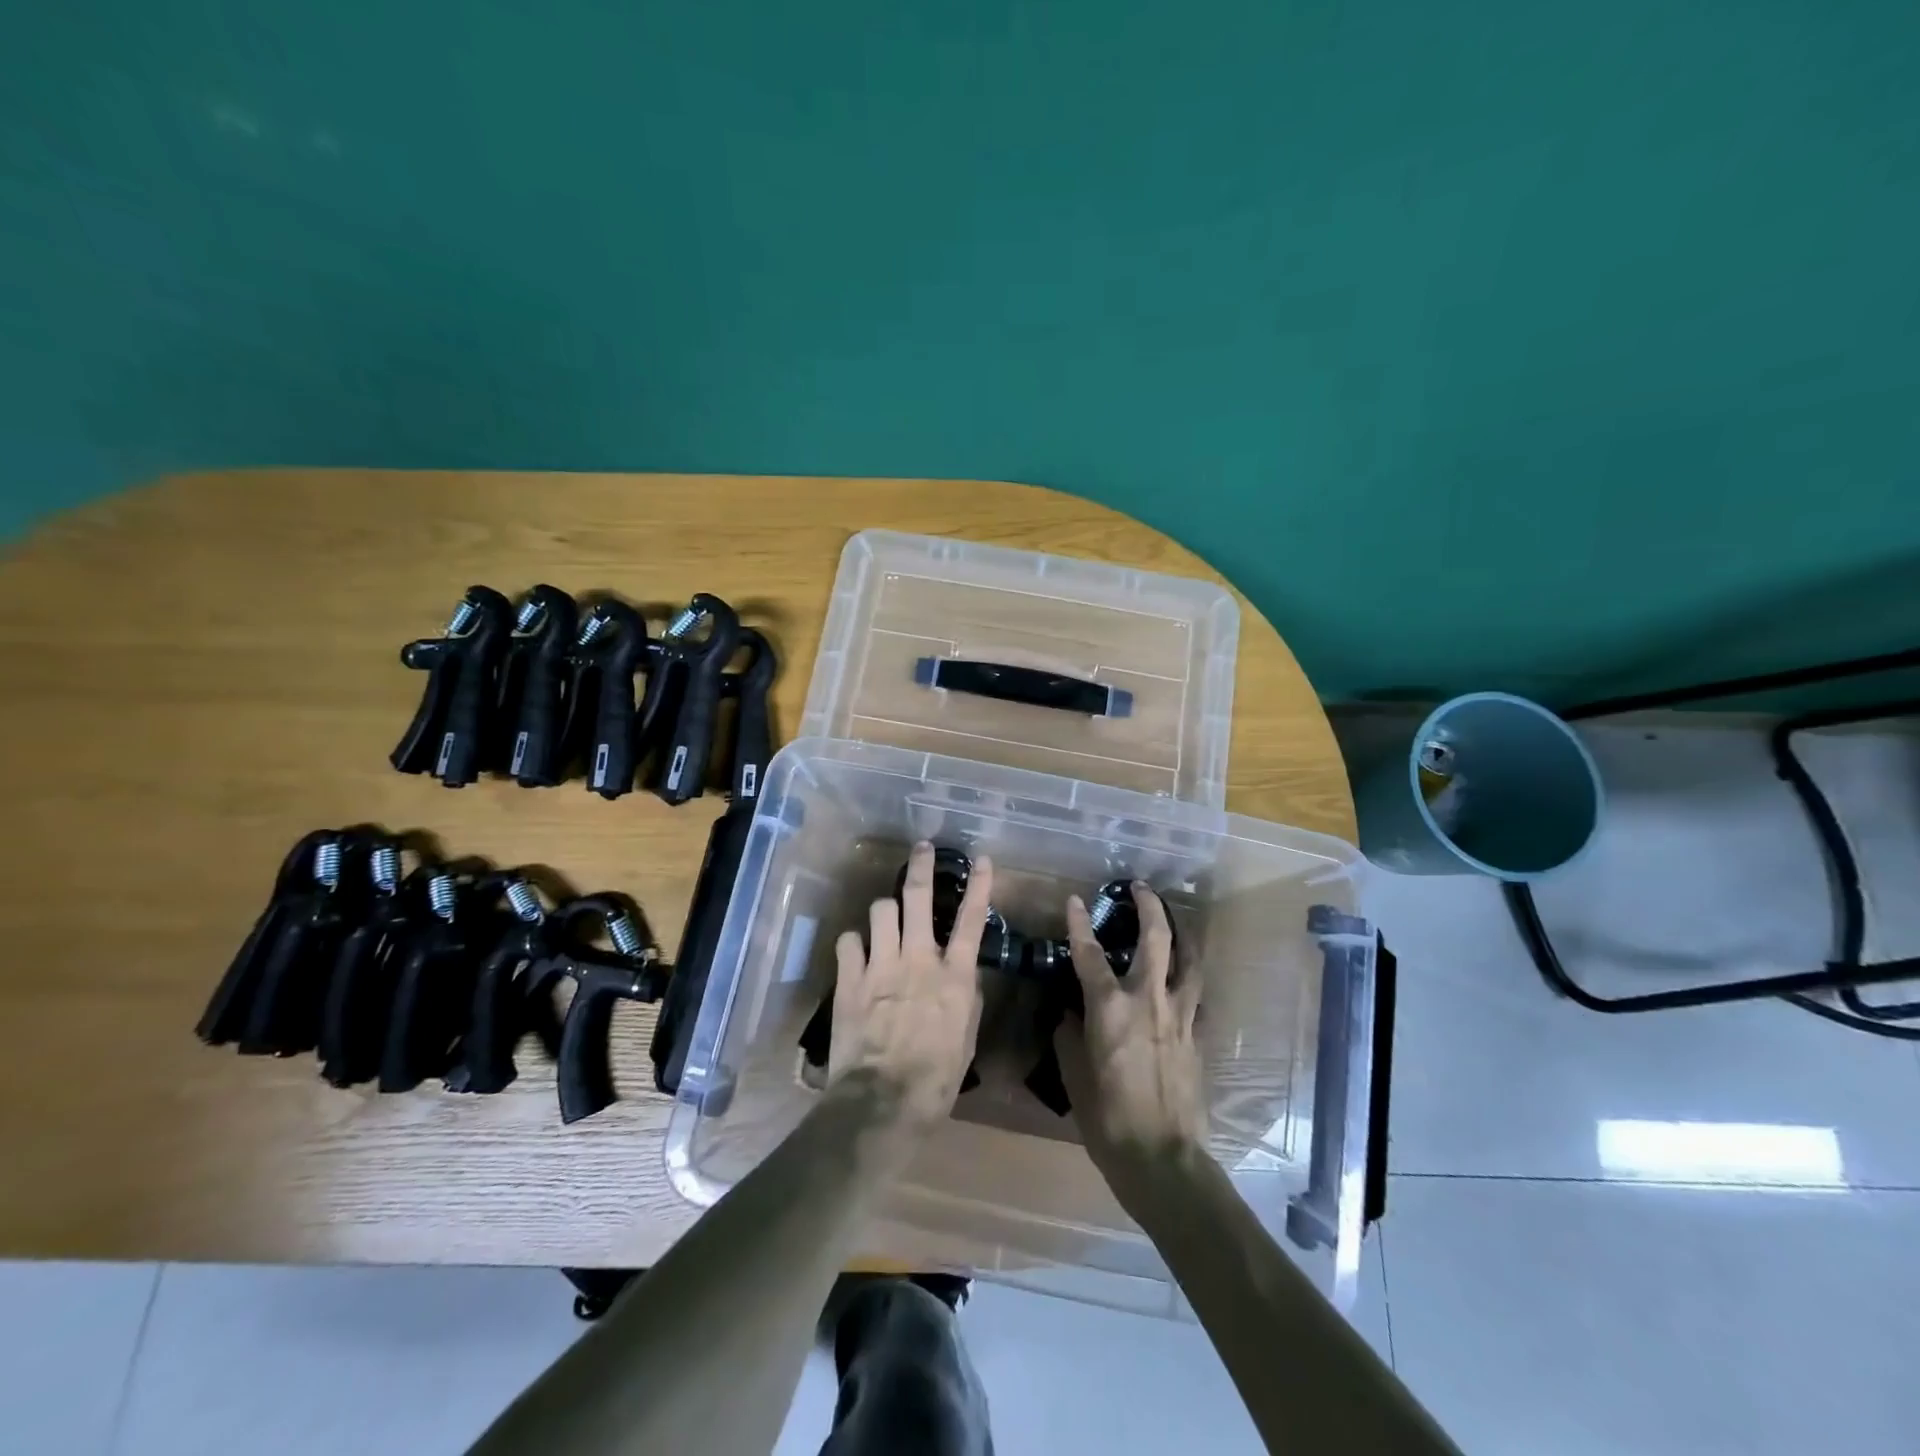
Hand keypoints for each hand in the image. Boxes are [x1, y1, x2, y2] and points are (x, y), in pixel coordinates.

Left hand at [829, 842, 992, 1131]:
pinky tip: (856, 954)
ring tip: (885, 920)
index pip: (972, 920)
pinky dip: (854, 944)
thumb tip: (963, 975)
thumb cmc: (936, 1079)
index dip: (979, 885)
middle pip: (918, 897)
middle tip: (921, 848)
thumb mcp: (966, 1039)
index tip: (982, 859)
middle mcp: (918, 959)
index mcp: (954, 976)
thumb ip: (966, 999)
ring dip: (884, 911)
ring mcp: (881, 965)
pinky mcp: (850, 979)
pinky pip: (848, 940)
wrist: (884, 1101)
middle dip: (920, 866)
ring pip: (880, 910)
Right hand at [1054, 882, 1205, 1200]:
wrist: (1163, 1159)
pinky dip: (1189, 979)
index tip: (1075, 900)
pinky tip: (1185, 980)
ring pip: (1188, 960)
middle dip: (1149, 906)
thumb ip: (1069, 1037)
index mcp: (1110, 1009)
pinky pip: (1197, 996)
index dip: (1079, 924)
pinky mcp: (1198, 1036)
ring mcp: (1180, 1017)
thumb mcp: (1074, 1076)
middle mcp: (1148, 1000)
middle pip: (1156, 939)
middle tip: (1141, 887)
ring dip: (1182, 934)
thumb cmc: (1107, 1119)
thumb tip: (1070, 1015)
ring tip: (1175, 921)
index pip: (1090, 954)